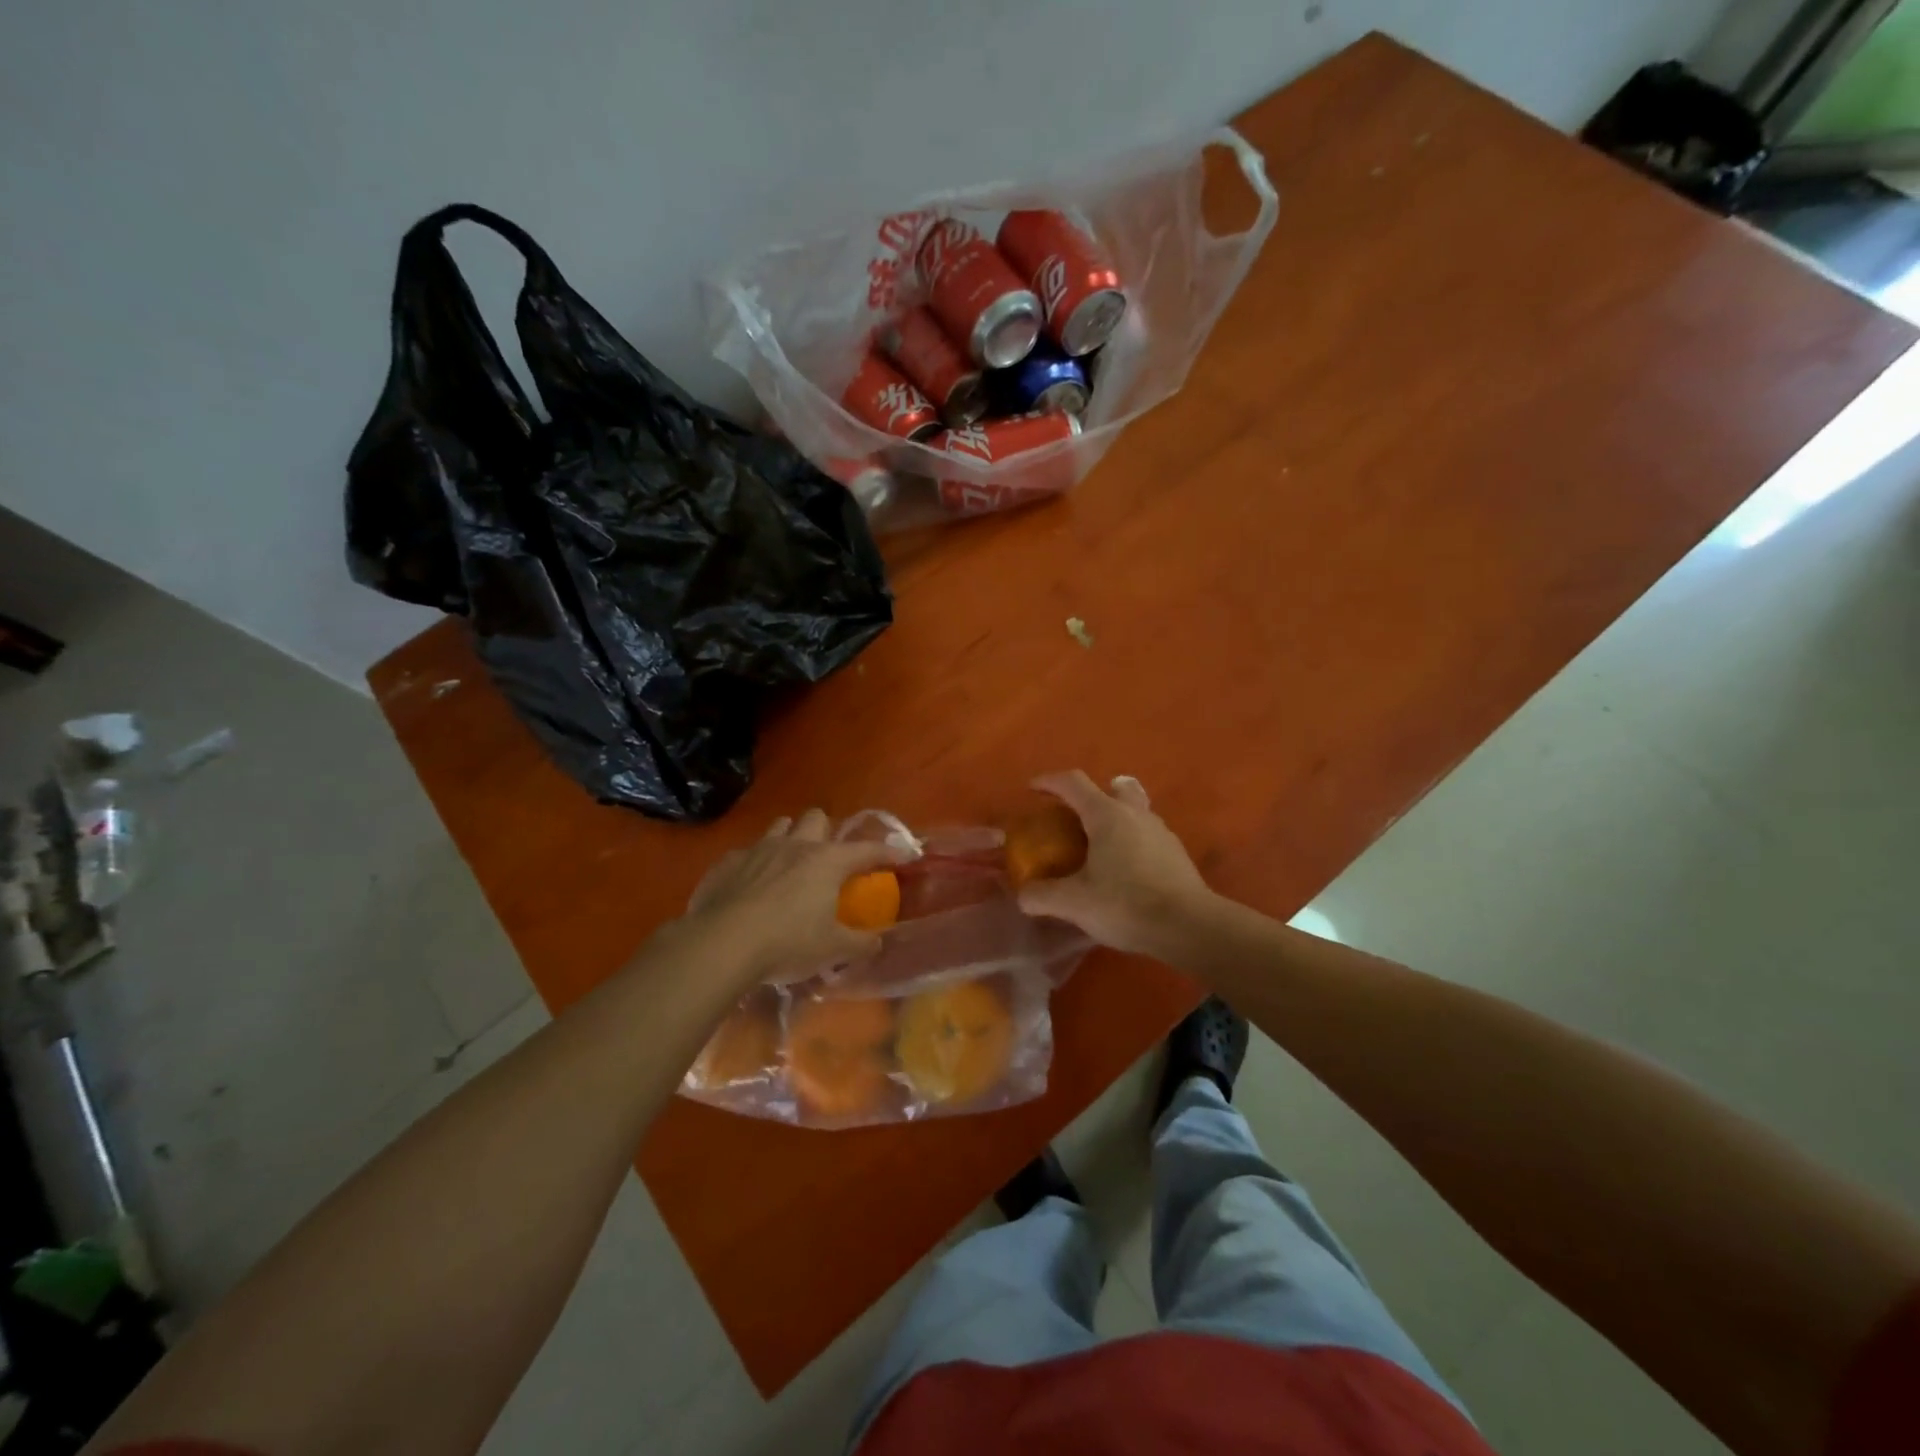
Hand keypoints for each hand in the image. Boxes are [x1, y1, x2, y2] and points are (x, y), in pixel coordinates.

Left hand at [677, 809, 906, 985]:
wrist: (721, 944)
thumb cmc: (787, 943)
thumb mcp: (832, 949)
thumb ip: (860, 944)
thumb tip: (877, 942)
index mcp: (827, 861)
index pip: (867, 850)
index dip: (888, 852)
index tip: (904, 855)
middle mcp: (795, 845)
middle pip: (817, 818)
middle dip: (826, 831)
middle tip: (828, 857)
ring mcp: (758, 849)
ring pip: (780, 826)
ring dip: (790, 838)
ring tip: (790, 863)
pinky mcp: (727, 862)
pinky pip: (746, 852)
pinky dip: (755, 864)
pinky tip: (751, 886)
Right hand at [1016, 771, 1217, 956]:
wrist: (1189, 927)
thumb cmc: (1126, 904)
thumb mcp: (1074, 903)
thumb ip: (1042, 896)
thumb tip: (1024, 894)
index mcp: (1106, 815)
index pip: (1073, 783)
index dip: (1049, 782)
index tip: (1032, 790)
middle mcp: (1135, 814)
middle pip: (1112, 788)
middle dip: (1090, 796)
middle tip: (1074, 817)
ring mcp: (1161, 832)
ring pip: (1133, 811)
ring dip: (1113, 820)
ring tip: (1097, 848)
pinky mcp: (1176, 854)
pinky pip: (1147, 836)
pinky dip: (1130, 843)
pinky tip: (1124, 872)